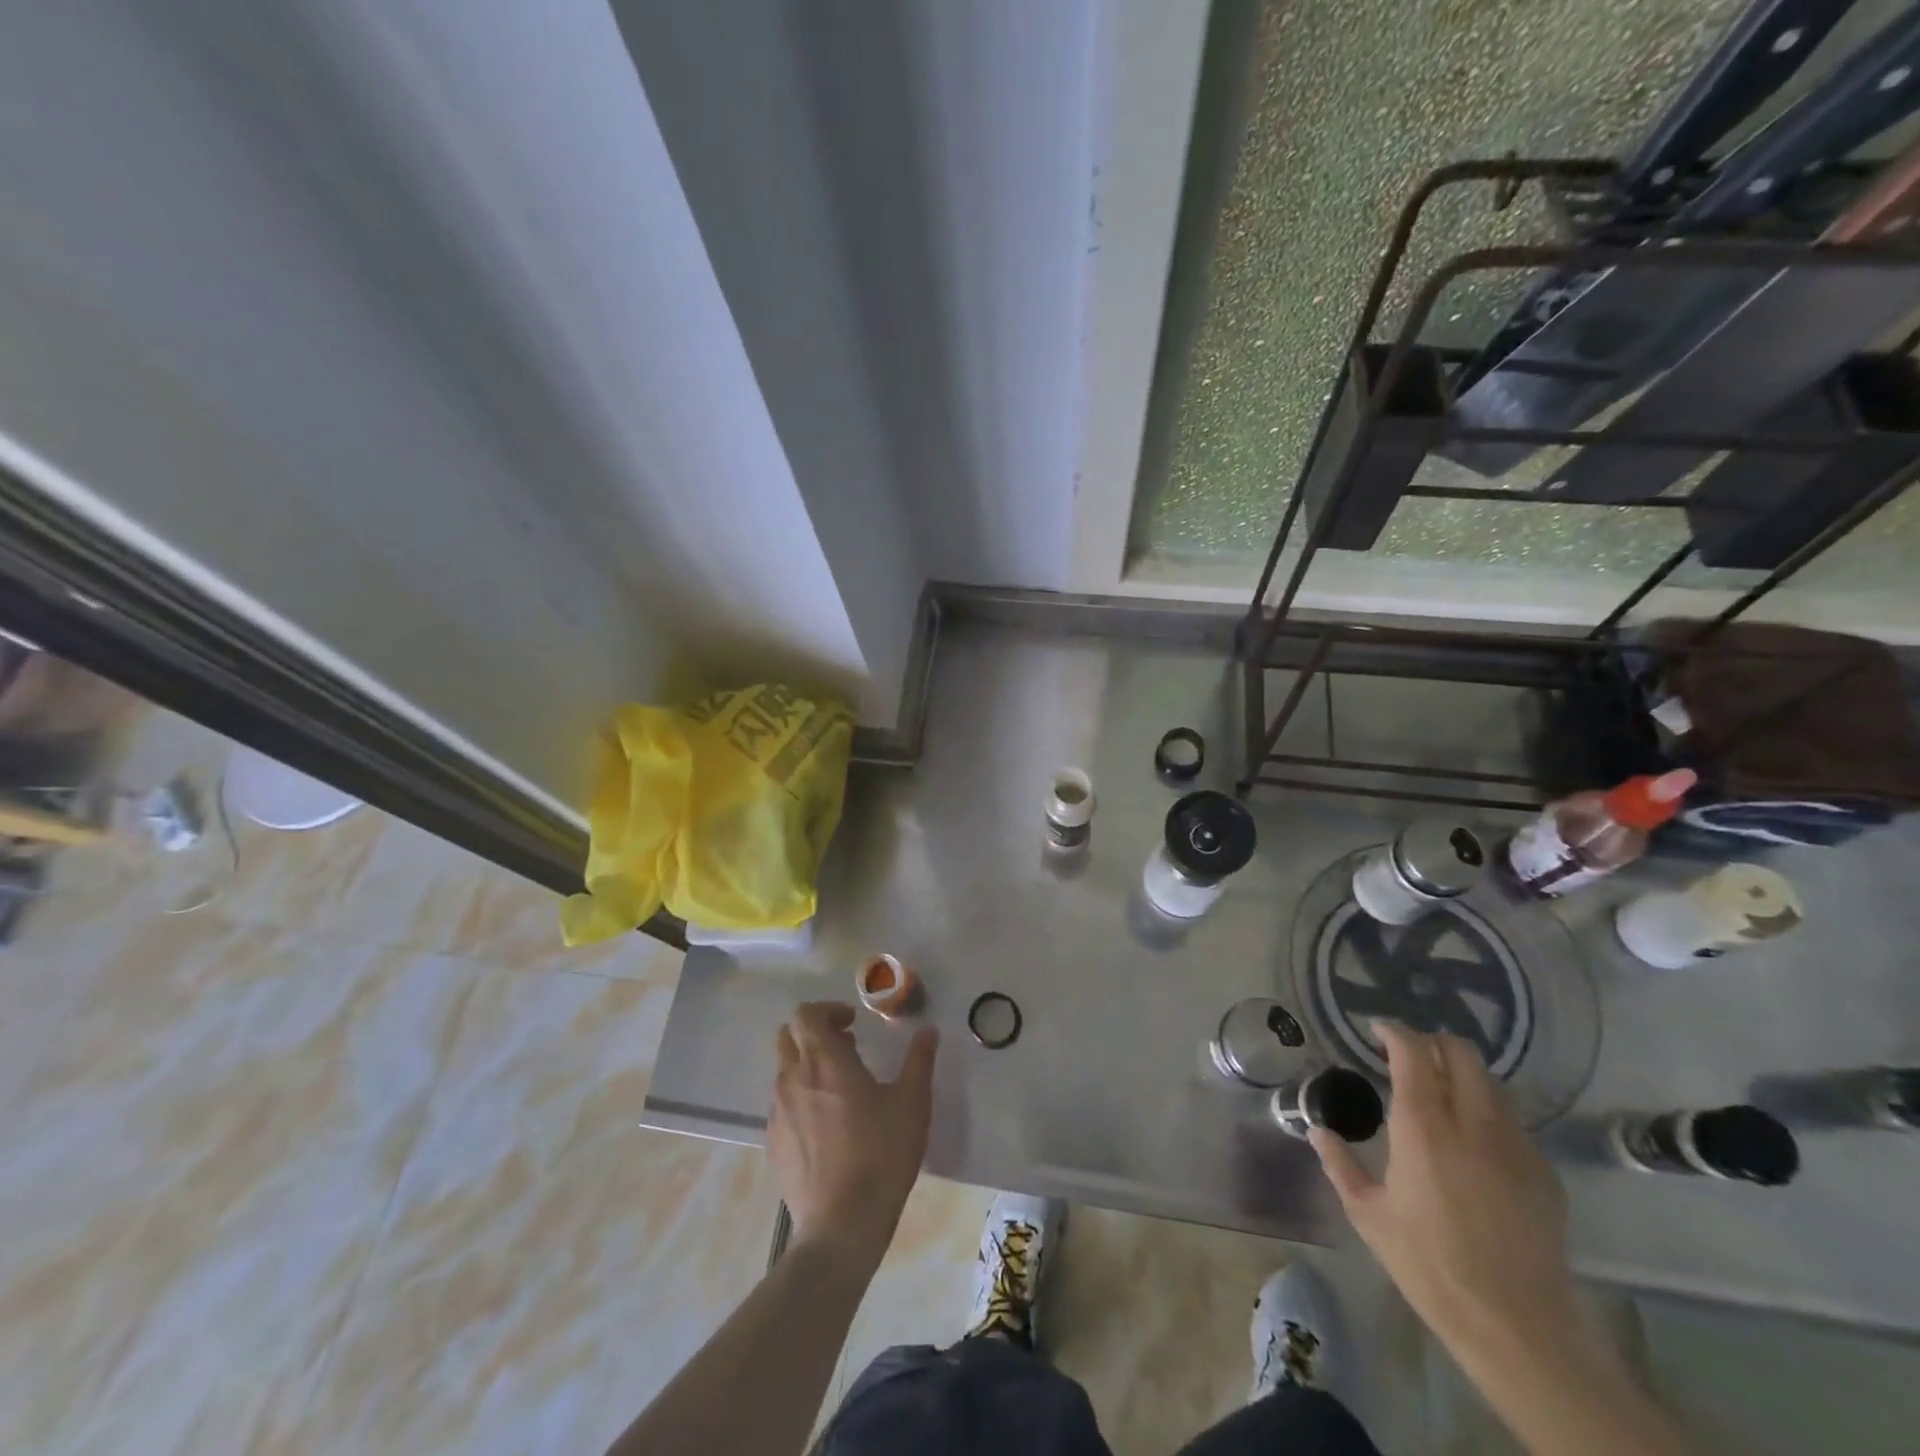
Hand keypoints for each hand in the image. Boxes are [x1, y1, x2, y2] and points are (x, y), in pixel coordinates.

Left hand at [770, 1002, 937, 1273]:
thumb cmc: (882, 1154)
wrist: (842, 1225)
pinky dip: (801, 1100)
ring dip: (807, 1067)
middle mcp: (793, 1078)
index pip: (806, 1014)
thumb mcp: (912, 1102)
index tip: (852, 1023)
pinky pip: (782, 1106)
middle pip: (787, 1037)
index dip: (828, 1010)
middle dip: (813, 1033)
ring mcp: (778, 1112)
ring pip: (785, 1072)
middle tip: (846, 1048)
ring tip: (840, 1090)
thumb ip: (919, 1060)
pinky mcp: (774, 1143)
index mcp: (824, 1060)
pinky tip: (827, 1127)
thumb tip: (928, 1031)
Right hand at [1310, 1023, 1576, 1357]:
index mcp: (1423, 1126)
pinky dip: (1487, 1112)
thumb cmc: (1429, 1264)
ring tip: (1441, 1091)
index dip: (1394, 1032)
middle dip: (1432, 1042)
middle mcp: (1472, 1122)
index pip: (1413, 1052)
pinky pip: (1512, 1121)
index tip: (1377, 1031)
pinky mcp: (1542, 1172)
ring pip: (1491, 1082)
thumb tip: (1318, 1130)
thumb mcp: (1367, 1213)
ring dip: (1462, 1073)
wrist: (1515, 1325)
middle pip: (1461, 1052)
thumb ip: (1339, 1163)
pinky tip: (1473, 1140)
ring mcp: (1514, 1145)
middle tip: (1409, 1054)